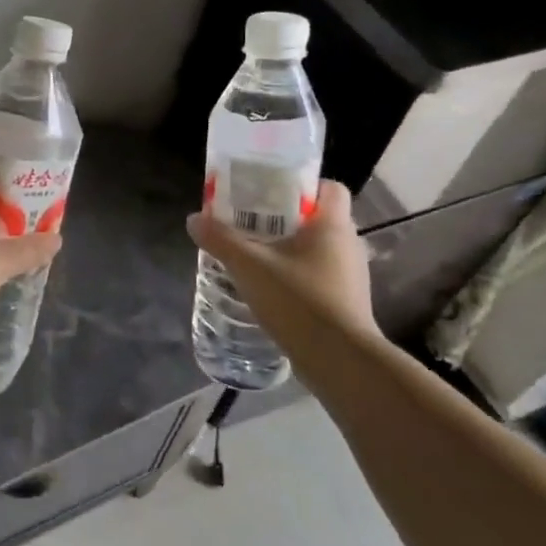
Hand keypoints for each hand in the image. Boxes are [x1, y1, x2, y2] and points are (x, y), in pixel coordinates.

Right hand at [186, 180, 383, 372]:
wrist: (339, 361)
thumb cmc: (299, 300)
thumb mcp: (249, 266)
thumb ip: (220, 239)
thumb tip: (194, 219)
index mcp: (333, 225)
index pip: (330, 187)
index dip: (303, 185)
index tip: (272, 192)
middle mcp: (349, 245)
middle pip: (319, 218)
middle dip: (286, 219)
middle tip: (251, 223)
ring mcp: (351, 277)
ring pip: (319, 250)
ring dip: (290, 250)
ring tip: (256, 257)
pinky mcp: (346, 303)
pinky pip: (320, 277)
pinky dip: (297, 276)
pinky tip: (270, 289)